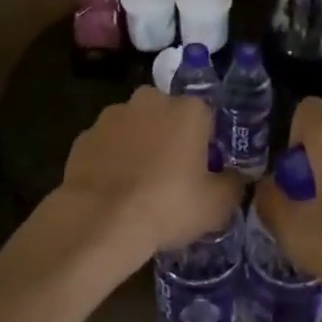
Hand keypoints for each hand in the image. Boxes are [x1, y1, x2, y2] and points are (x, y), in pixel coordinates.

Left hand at [43, 86, 241, 277]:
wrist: (100, 221)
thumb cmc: (168, 206)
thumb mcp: (217, 206)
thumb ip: (233, 185)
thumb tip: (237, 178)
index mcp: (189, 110)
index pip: (208, 118)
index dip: (208, 144)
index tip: (206, 169)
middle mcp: (151, 101)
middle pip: (168, 115)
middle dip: (171, 136)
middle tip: (174, 174)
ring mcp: (113, 115)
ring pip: (135, 126)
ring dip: (139, 145)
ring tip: (140, 184)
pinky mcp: (84, 136)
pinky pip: (108, 145)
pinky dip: (112, 159)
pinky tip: (113, 189)